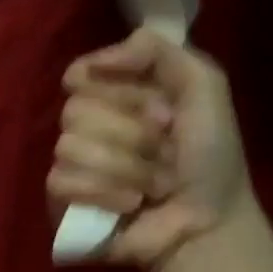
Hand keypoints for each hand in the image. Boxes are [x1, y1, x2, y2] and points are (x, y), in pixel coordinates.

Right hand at [48, 27, 256, 271]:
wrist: (211, 222)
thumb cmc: (211, 155)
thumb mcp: (203, 84)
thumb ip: (155, 49)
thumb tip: (90, 63)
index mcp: (114, 93)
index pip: (81, 74)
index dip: (121, 92)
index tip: (162, 110)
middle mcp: (88, 125)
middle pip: (74, 110)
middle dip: (131, 134)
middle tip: (165, 152)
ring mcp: (72, 165)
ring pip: (69, 146)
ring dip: (125, 168)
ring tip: (154, 185)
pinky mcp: (62, 203)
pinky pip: (61, 182)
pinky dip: (104, 194)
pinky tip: (131, 205)